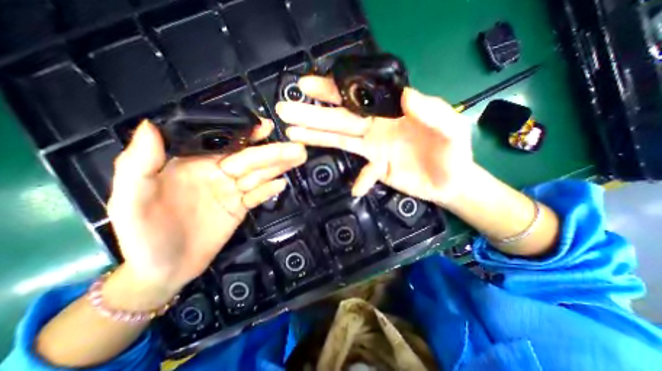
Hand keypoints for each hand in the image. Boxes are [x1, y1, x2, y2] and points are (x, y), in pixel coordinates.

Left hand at [108, 121, 305, 295]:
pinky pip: (258, 196)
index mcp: (194, 164)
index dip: (245, 134)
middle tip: (296, 148)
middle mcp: (217, 174)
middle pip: (249, 160)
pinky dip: (270, 190)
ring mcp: (232, 192)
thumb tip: (151, 126)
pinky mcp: (240, 208)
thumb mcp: (130, 199)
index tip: (265, 127)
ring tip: (297, 158)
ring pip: (259, 176)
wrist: (163, 270)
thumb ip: (140, 164)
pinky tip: (282, 183)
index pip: (224, 144)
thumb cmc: (143, 235)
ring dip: (278, 168)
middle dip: (273, 153)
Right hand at [275, 74, 475, 201]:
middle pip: (340, 119)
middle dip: (312, 114)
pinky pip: (363, 173)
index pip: (357, 97)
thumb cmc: (453, 153)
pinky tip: (357, 188)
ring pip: (342, 140)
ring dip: (318, 138)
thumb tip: (408, 96)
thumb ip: (433, 111)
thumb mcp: (451, 128)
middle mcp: (377, 128)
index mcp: (391, 112)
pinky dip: (360, 180)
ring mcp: (374, 149)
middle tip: (286, 110)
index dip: (333, 91)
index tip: (307, 86)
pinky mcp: (377, 168)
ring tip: (293, 133)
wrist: (452, 182)